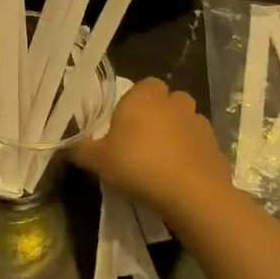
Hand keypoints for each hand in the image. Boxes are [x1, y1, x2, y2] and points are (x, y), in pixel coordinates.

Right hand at [72, 78, 229, 225]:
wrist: (191, 193)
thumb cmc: (138, 165)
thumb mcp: (97, 160)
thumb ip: (79, 150)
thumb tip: (63, 146)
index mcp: (144, 97)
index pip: (144, 85)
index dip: (135, 101)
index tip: (125, 123)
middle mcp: (174, 102)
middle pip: (168, 100)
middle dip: (159, 113)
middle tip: (143, 139)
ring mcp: (199, 123)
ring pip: (186, 120)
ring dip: (177, 132)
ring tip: (163, 157)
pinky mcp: (216, 146)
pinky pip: (199, 144)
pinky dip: (192, 153)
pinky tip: (181, 173)